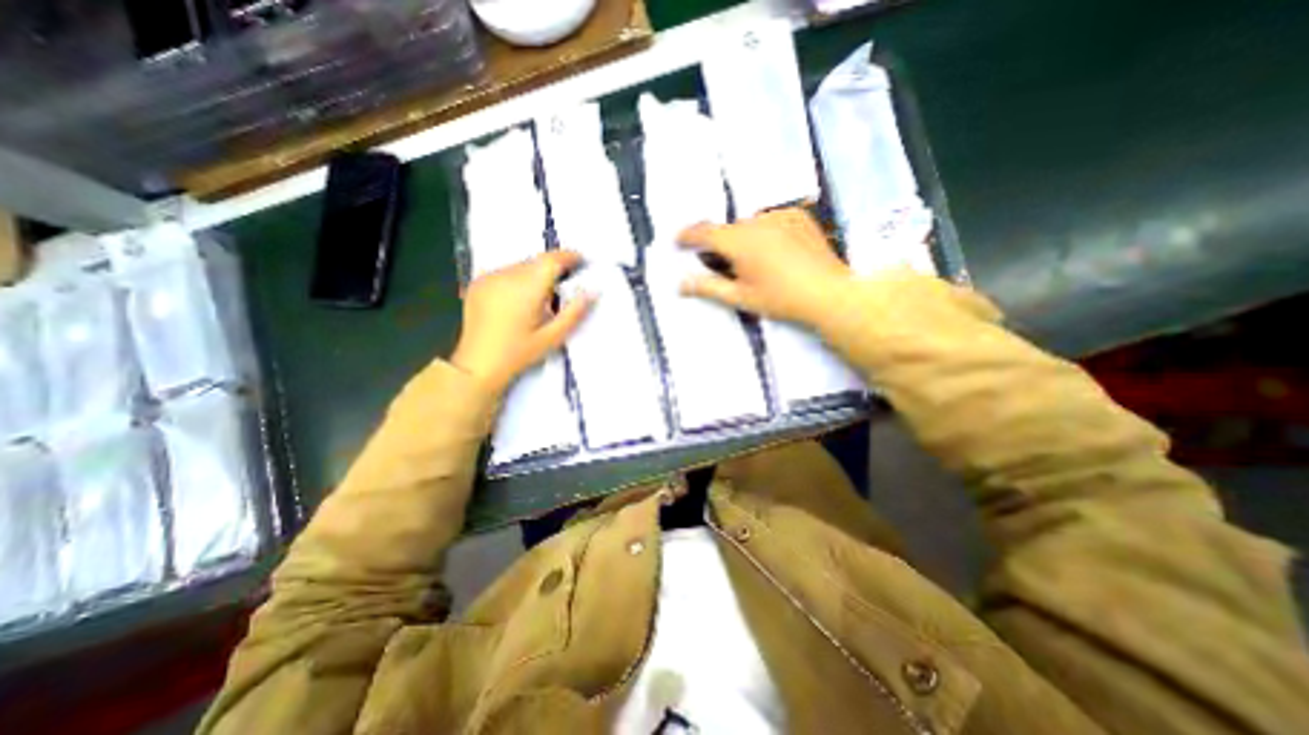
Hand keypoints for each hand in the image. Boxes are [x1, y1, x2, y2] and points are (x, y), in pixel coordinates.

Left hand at [450, 249, 592, 392]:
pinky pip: (506, 272)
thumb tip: (592, 291)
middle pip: (537, 261)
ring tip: (541, 297)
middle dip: (553, 268)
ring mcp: (489, 278)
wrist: (477, 366)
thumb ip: (574, 312)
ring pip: (521, 265)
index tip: (582, 261)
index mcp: (526, 289)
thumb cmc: (518, 354)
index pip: (551, 260)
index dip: (569, 257)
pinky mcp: (478, 283)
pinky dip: (518, 279)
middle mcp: (506, 276)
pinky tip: (519, 299)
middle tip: (565, 285)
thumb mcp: (552, 337)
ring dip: (535, 274)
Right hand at [682, 206, 855, 327]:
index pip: (704, 232)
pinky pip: (771, 220)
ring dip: (744, 238)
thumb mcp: (740, 297)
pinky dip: (766, 231)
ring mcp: (779, 215)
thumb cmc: (780, 300)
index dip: (688, 235)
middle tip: (724, 264)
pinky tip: (776, 251)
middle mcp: (756, 222)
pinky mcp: (798, 215)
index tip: (678, 240)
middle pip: (728, 229)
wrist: (828, 293)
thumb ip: (708, 287)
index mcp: (739, 242)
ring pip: (750, 224)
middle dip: (721, 244)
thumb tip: (680, 284)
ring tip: (756, 262)